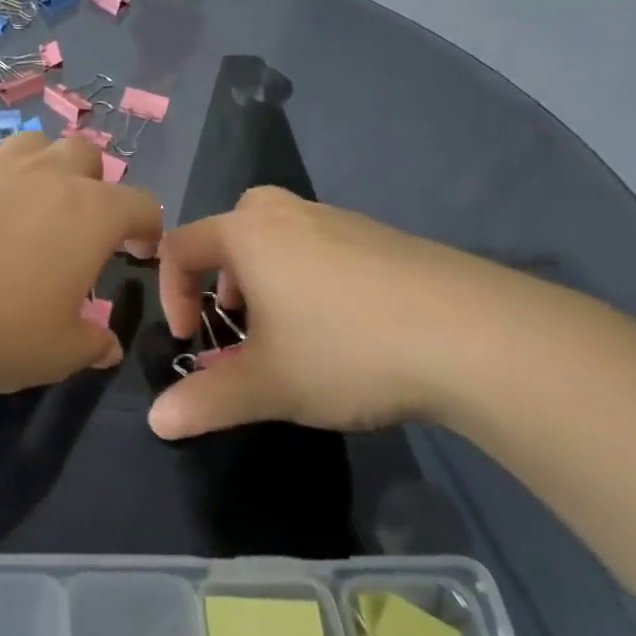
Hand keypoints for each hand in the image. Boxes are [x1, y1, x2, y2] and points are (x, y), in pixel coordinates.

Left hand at [0, 133, 163, 392]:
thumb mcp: (54, 354)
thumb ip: (90, 346)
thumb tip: (106, 346)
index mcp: (91, 213)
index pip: (141, 204)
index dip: (148, 227)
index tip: (139, 250)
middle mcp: (49, 174)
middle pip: (87, 156)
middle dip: (94, 185)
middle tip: (79, 226)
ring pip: (35, 145)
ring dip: (44, 169)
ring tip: (29, 206)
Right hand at [150, 189, 514, 438]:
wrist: (478, 337)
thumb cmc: (346, 350)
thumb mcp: (267, 385)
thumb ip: (205, 401)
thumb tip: (157, 422)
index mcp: (249, 234)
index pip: (181, 246)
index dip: (172, 294)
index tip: (194, 340)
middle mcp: (291, 214)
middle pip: (233, 228)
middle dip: (221, 276)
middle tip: (240, 320)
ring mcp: (345, 221)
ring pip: (282, 238)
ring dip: (268, 278)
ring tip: (291, 331)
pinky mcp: (388, 239)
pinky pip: (327, 248)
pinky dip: (314, 279)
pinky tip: (347, 328)